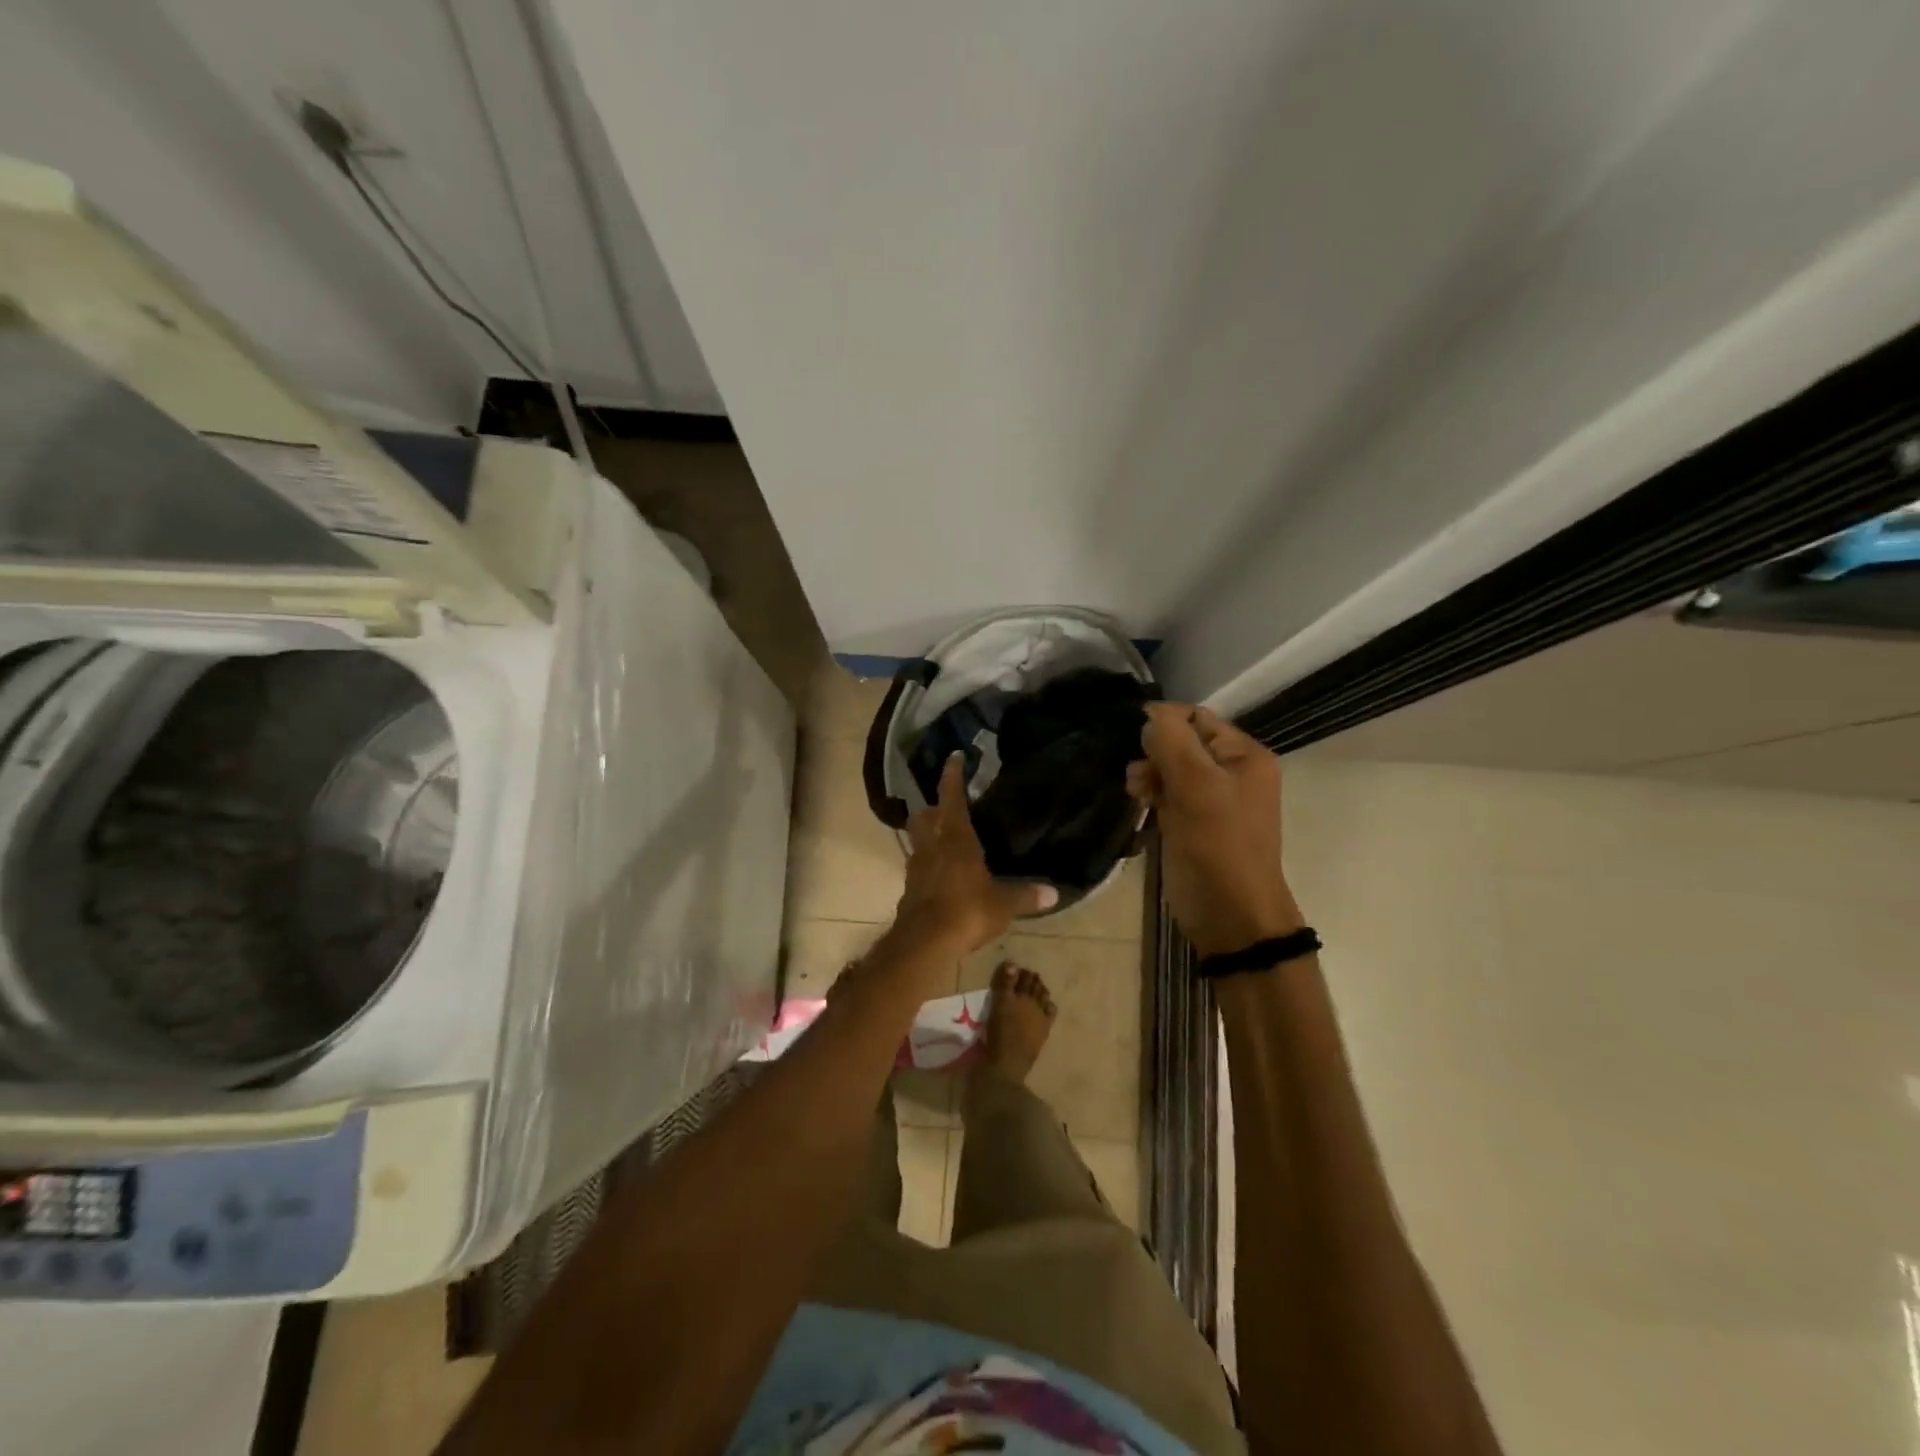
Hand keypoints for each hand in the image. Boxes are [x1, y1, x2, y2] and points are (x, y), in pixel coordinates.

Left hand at [893, 756, 1056, 958]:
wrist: (924, 942)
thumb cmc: (966, 911)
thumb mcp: (1003, 905)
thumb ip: (1026, 896)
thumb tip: (1054, 893)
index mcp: (956, 839)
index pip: (951, 797)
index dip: (952, 776)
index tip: (954, 757)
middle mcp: (932, 846)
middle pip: (923, 816)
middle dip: (932, 807)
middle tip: (945, 807)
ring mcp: (917, 867)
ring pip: (917, 839)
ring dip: (927, 835)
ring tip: (944, 840)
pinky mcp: (909, 888)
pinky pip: (918, 866)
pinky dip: (928, 863)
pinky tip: (941, 874)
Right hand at [1128, 703, 1302, 957]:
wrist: (1231, 917)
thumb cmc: (1218, 847)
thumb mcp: (1196, 787)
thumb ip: (1170, 742)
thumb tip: (1148, 716)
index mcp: (1244, 755)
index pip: (1196, 717)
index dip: (1162, 721)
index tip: (1129, 736)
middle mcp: (1231, 771)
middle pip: (1182, 742)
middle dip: (1153, 752)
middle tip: (1135, 776)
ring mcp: (1212, 799)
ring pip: (1171, 769)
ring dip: (1149, 774)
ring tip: (1135, 793)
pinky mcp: (1194, 823)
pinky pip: (1169, 795)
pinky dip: (1152, 795)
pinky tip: (1139, 805)